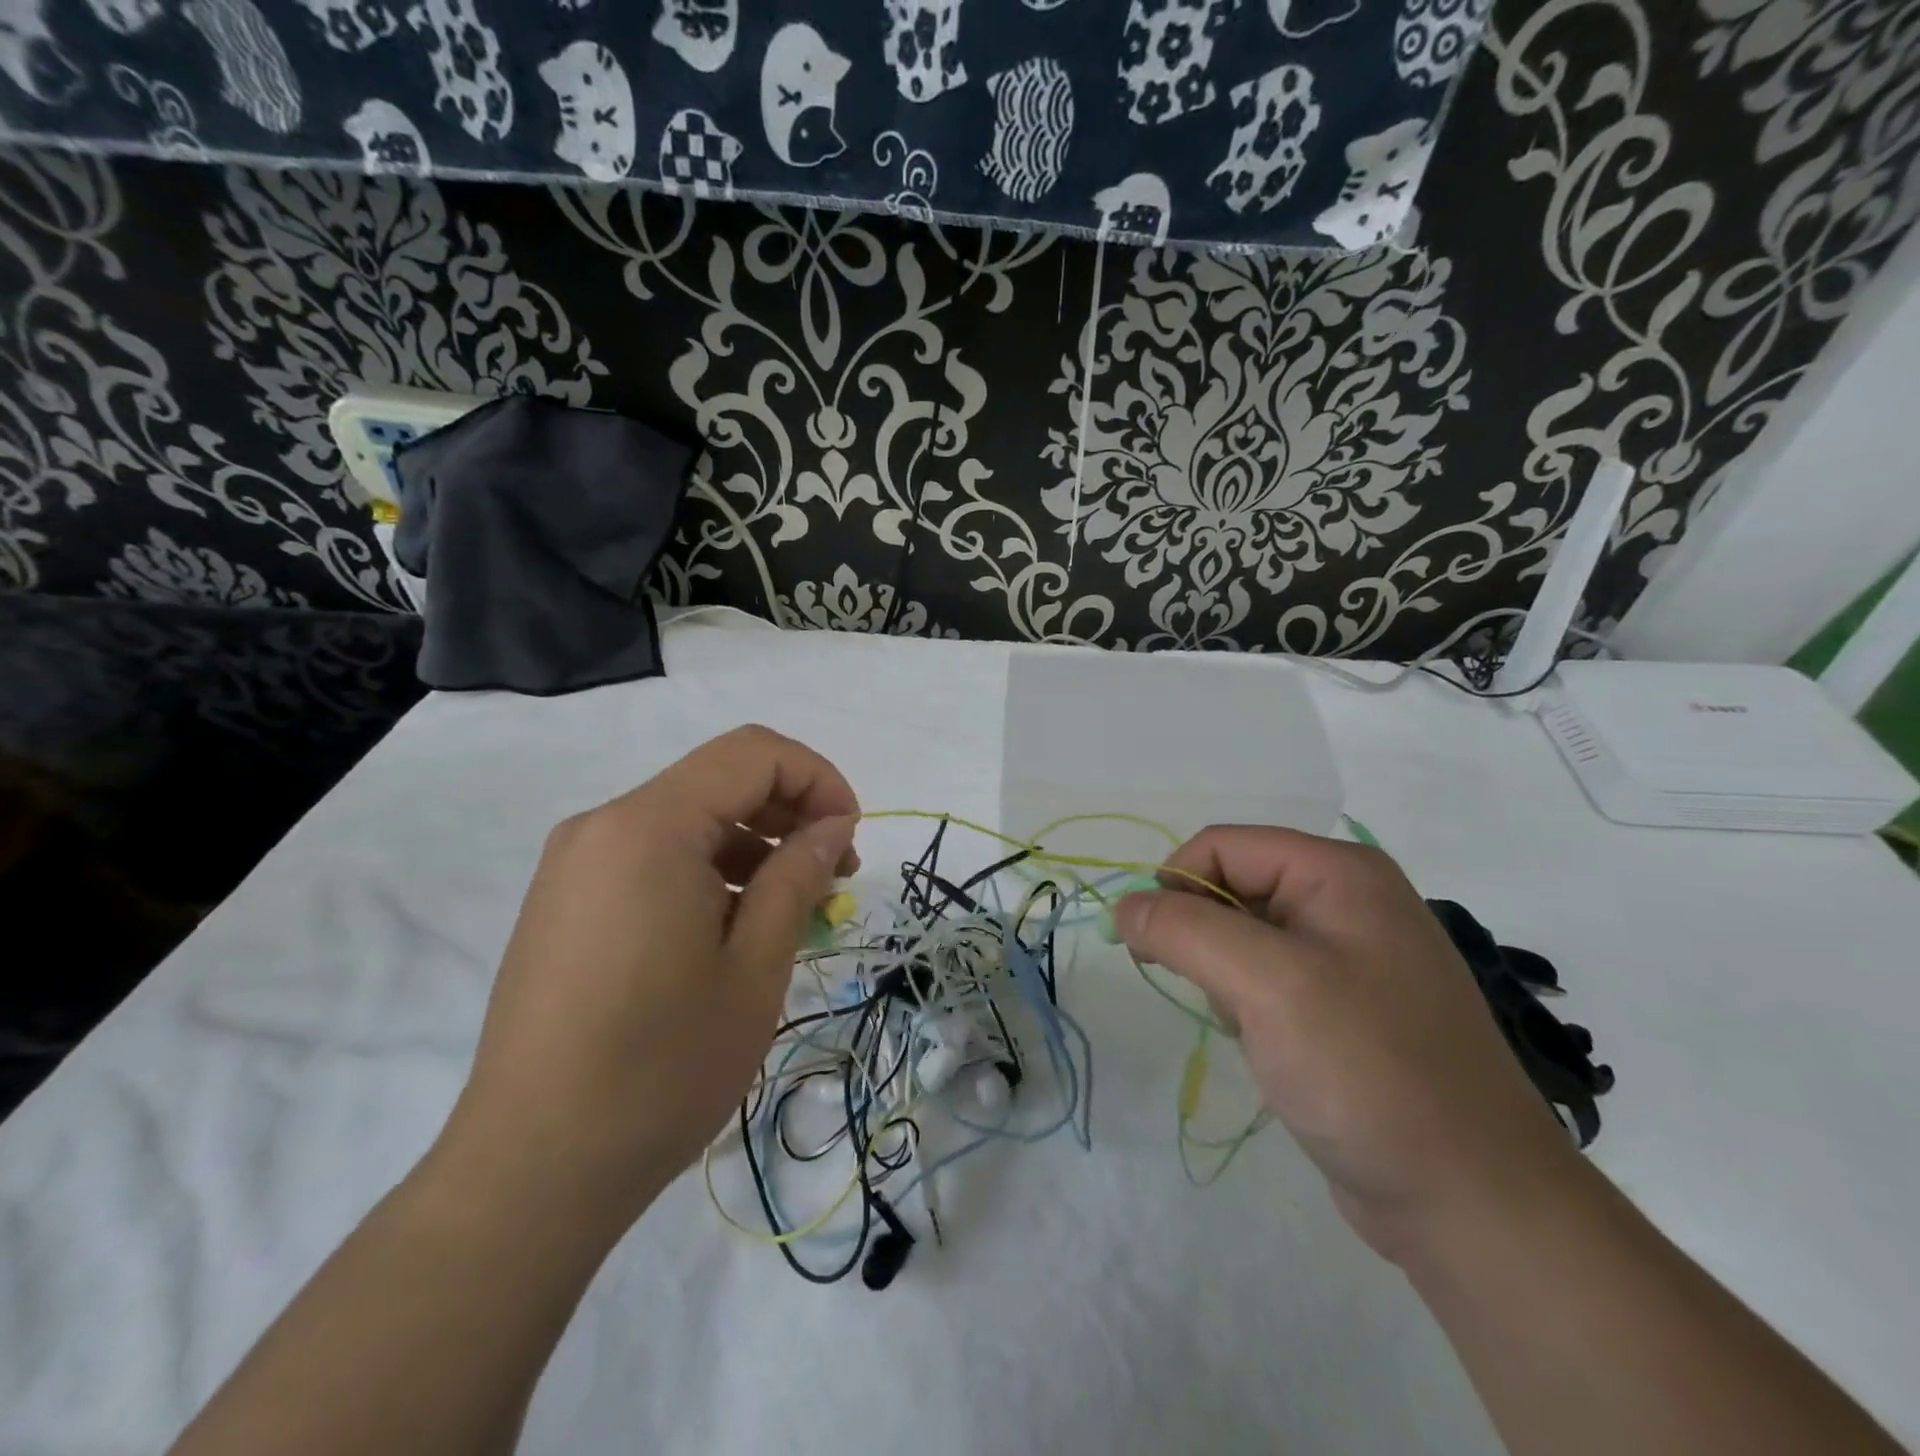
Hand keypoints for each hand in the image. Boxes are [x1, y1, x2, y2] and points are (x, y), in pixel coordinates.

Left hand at [443, 726, 859, 1225]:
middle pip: (719, 780)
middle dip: (790, 811)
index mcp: (648, 827)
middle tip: (834, 874)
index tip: (851, 837)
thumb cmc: (661, 1067)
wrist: (531, 1171)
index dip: (817, 778)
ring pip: (688, 818)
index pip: (752, 754)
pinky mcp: (567, 901)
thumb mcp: (754, 967)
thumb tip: (832, 826)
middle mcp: (603, 826)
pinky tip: (735, 926)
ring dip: (753, 844)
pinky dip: (709, 869)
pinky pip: (653, 855)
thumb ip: (797, 876)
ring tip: (794, 907)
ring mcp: (577, 864)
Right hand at [1118, 827, 1581, 1263]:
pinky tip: (1270, 1048)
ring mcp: (1348, 956)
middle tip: (1217, 997)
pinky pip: (1264, 980)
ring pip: (1240, 937)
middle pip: (1230, 888)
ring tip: (1253, 1028)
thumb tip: (1123, 906)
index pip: (1220, 847)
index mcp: (1338, 872)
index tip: (1150, 947)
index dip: (1174, 886)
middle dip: (1203, 939)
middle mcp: (1345, 901)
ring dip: (1223, 979)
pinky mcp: (1342, 1007)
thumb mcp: (1267, 984)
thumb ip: (1184, 930)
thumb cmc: (1369, 1071)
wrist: (1471, 1204)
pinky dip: (1245, 1006)